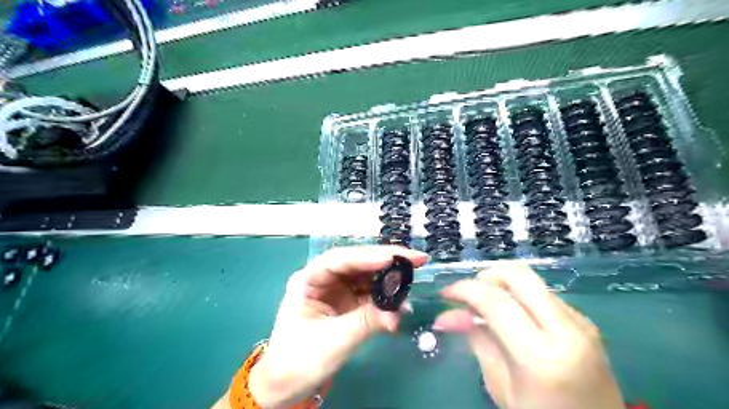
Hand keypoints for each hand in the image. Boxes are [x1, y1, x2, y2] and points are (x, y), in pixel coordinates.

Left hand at [250, 244, 428, 406]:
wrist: (288, 384)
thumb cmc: (300, 360)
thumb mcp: (333, 340)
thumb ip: (366, 321)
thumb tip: (400, 310)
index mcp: (308, 280)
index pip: (338, 261)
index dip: (366, 257)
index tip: (391, 259)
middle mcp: (324, 279)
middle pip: (356, 262)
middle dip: (385, 260)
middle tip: (415, 259)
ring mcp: (337, 290)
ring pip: (366, 276)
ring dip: (389, 278)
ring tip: (412, 278)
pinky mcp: (348, 302)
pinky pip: (370, 293)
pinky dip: (386, 297)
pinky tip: (401, 302)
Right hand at [431, 262, 626, 408]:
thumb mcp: (501, 386)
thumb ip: (476, 341)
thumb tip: (447, 315)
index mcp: (541, 355)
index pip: (495, 301)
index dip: (465, 289)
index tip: (446, 293)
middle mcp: (565, 330)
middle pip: (518, 275)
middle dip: (486, 275)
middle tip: (469, 293)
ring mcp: (580, 323)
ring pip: (531, 281)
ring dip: (502, 285)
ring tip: (485, 306)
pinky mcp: (585, 322)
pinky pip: (544, 295)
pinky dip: (519, 296)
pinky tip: (510, 316)